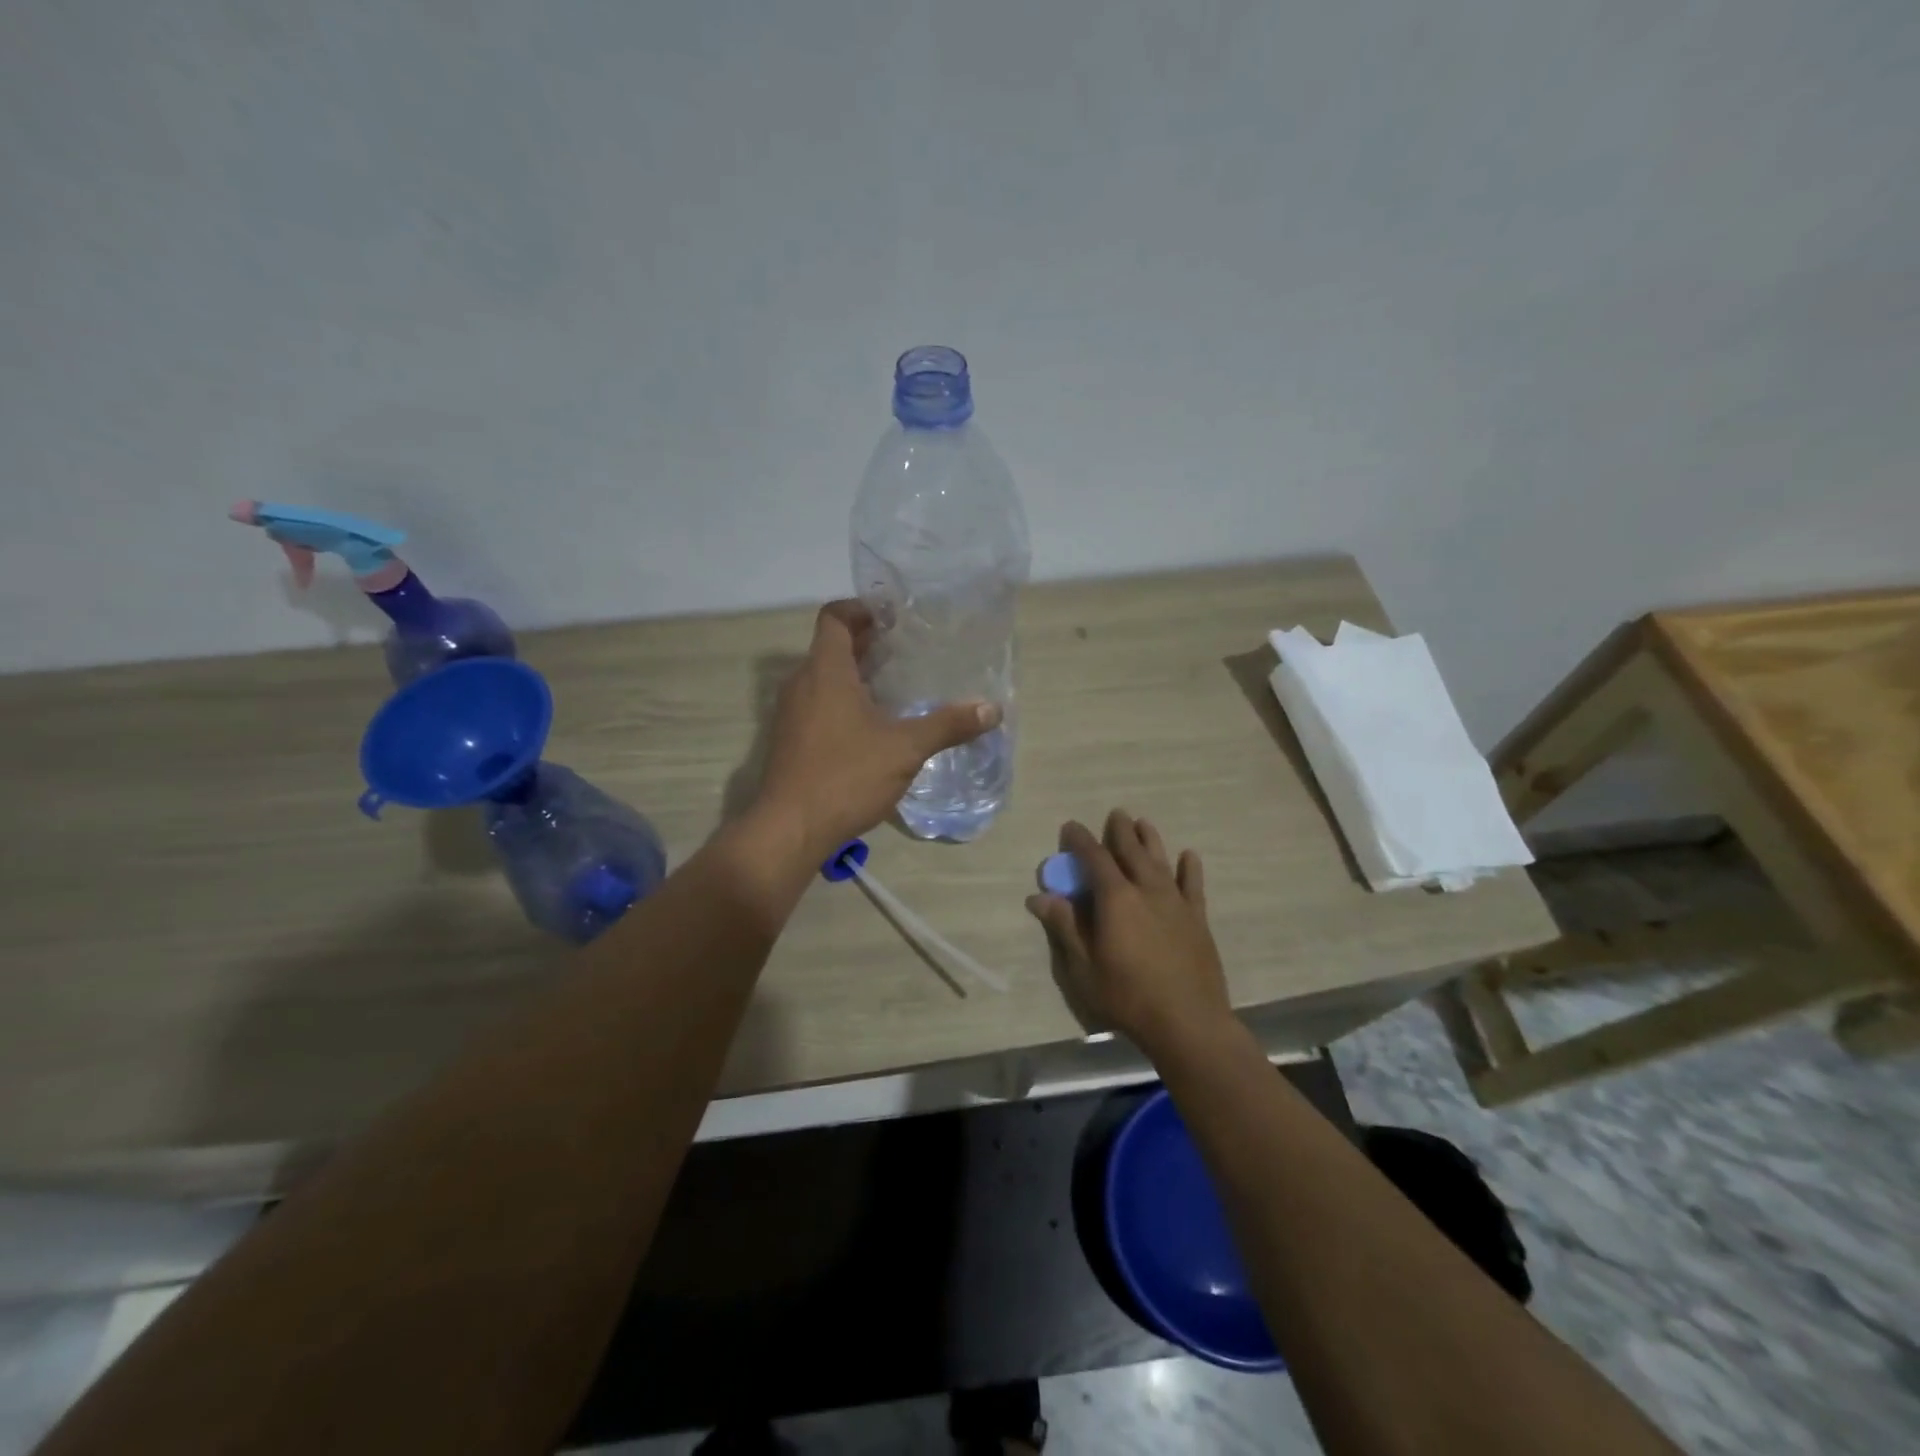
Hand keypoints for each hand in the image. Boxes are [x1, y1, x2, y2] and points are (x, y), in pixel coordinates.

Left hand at [754, 601, 999, 857]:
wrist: (789, 830)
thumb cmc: (845, 776)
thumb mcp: (905, 749)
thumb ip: (948, 725)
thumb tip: (991, 709)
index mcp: (825, 671)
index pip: (834, 618)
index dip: (862, 609)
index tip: (893, 617)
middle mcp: (802, 684)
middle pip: (831, 646)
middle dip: (867, 643)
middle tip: (907, 649)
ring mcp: (791, 714)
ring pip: (824, 678)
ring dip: (856, 674)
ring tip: (896, 686)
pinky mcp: (790, 740)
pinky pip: (818, 704)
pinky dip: (844, 701)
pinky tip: (874, 726)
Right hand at [1027, 810, 1233, 1053]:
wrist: (1188, 1021)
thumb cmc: (1127, 996)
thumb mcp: (1083, 967)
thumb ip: (1064, 927)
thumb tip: (1039, 897)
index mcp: (1115, 899)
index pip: (1094, 858)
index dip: (1080, 840)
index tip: (1070, 826)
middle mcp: (1146, 890)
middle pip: (1131, 851)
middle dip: (1119, 831)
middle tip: (1114, 814)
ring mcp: (1175, 902)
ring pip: (1161, 860)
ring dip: (1150, 840)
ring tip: (1143, 823)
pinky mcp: (1197, 919)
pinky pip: (1193, 885)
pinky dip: (1189, 868)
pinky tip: (1189, 856)